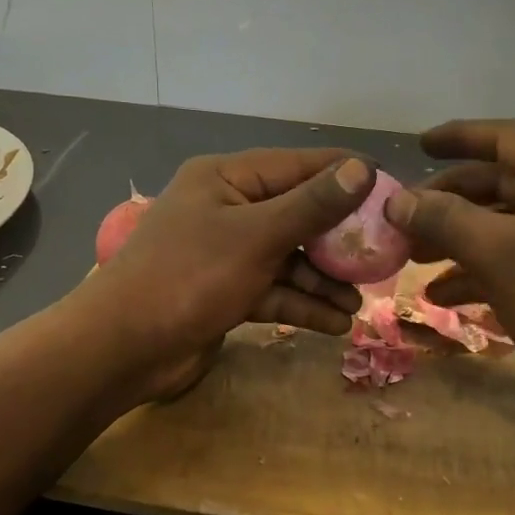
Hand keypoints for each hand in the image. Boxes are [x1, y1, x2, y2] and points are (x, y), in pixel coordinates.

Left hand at [74, 149, 373, 401]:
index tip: (391, 190)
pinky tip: (335, 325)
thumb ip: (312, 205)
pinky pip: (273, 289)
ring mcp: (225, 253)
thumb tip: (362, 168)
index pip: (298, 166)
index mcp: (227, 179)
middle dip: (337, 240)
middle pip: (296, 215)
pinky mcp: (225, 292)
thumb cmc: (188, 277)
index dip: (345, 176)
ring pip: (288, 258)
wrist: (122, 348)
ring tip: (358, 304)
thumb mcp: (256, 236)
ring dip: (322, 281)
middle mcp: (227, 209)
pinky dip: (300, 304)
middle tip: (381, 257)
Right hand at [383, 119, 514, 420]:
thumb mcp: (499, 255)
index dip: (458, 138)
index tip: (418, 146)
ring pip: (509, 223)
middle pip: (503, 183)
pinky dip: (485, 268)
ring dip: (461, 240)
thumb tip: (397, 200)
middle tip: (405, 219)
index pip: (507, 137)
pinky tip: (444, 294)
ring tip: (415, 260)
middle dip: (450, 203)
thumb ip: (444, 220)